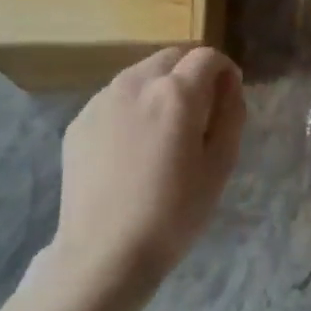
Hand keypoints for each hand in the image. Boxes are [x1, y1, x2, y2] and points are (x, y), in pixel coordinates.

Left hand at [54, 46, 245, 288]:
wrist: (104, 253)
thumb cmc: (174, 213)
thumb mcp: (220, 165)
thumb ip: (231, 114)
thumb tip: (229, 85)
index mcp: (176, 93)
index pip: (208, 57)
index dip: (225, 72)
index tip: (228, 99)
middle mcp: (136, 83)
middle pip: (172, 57)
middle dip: (192, 73)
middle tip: (199, 114)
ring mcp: (101, 100)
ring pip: (141, 74)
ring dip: (161, 87)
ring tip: (164, 131)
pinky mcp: (79, 121)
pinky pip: (115, 98)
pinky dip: (132, 107)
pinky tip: (133, 148)